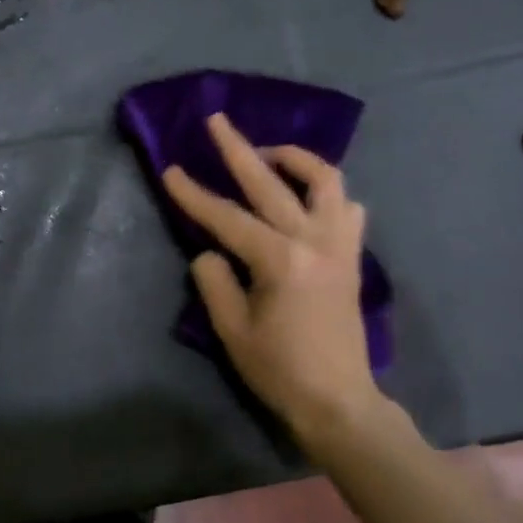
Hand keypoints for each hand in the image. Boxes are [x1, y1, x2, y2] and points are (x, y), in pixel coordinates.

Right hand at [161, 113, 385, 449]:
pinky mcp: (352, 257)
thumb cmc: (280, 371)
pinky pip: (347, 209)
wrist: (338, 401)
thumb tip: (210, 252)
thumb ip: (215, 282)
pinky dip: (327, 193)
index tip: (169, 170)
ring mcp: (340, 245)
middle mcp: (314, 241)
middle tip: (217, 121)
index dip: (194, 194)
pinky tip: (307, 198)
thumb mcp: (233, 332)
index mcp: (280, 260)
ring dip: (295, 159)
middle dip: (238, 149)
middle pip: (272, 183)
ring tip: (268, 155)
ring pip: (326, 181)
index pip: (227, 217)